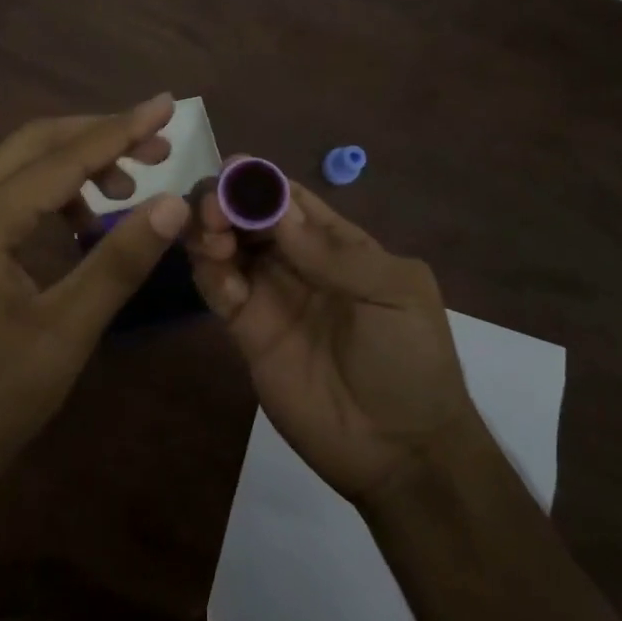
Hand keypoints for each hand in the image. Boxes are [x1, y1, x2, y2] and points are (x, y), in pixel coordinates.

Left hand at [0, 95, 191, 498]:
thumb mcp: (66, 330)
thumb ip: (119, 261)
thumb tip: (174, 203)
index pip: (63, 158)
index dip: (120, 130)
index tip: (166, 105)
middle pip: (36, 143)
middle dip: (99, 136)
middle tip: (157, 146)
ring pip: (24, 166)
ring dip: (79, 163)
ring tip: (131, 185)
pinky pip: (16, 197)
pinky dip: (59, 193)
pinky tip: (89, 221)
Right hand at [187, 180, 481, 503]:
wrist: (402, 451)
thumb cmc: (412, 360)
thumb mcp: (395, 293)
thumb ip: (337, 254)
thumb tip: (279, 211)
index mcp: (337, 244)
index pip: (291, 199)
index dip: (261, 181)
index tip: (232, 168)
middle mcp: (297, 263)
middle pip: (250, 218)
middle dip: (227, 203)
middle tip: (212, 208)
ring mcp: (270, 297)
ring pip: (227, 249)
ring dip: (211, 233)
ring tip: (212, 238)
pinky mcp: (248, 334)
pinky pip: (219, 293)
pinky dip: (209, 275)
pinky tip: (218, 274)